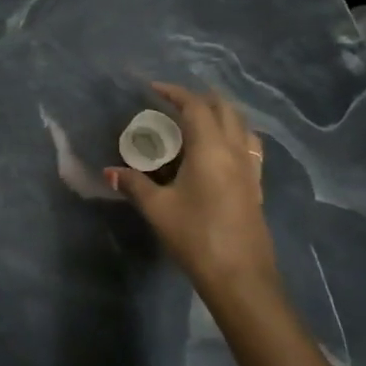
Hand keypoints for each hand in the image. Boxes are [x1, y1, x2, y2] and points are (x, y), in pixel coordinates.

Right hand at [106, 82, 277, 302]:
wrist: (241, 277)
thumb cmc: (196, 236)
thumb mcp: (158, 209)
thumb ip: (134, 185)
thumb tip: (110, 172)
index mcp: (210, 149)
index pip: (195, 107)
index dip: (175, 92)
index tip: (153, 88)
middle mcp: (235, 152)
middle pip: (225, 110)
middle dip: (201, 98)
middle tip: (175, 101)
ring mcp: (250, 169)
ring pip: (242, 127)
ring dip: (221, 114)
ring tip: (198, 120)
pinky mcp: (256, 187)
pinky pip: (248, 147)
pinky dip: (233, 135)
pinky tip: (217, 151)